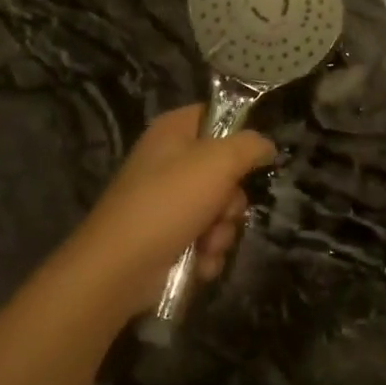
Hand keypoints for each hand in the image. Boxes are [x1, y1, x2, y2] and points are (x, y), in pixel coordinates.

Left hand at [66, 105, 274, 315]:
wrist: (118, 268)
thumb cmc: (168, 202)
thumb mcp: (218, 163)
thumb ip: (249, 146)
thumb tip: (266, 145)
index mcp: (174, 130)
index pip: (216, 116)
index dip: (239, 135)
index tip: (255, 157)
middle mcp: (169, 160)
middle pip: (224, 170)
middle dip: (231, 200)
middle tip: (224, 211)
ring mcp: (167, 200)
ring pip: (218, 209)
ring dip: (221, 232)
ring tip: (207, 244)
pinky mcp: (167, 236)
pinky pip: (204, 238)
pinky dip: (207, 252)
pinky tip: (200, 264)